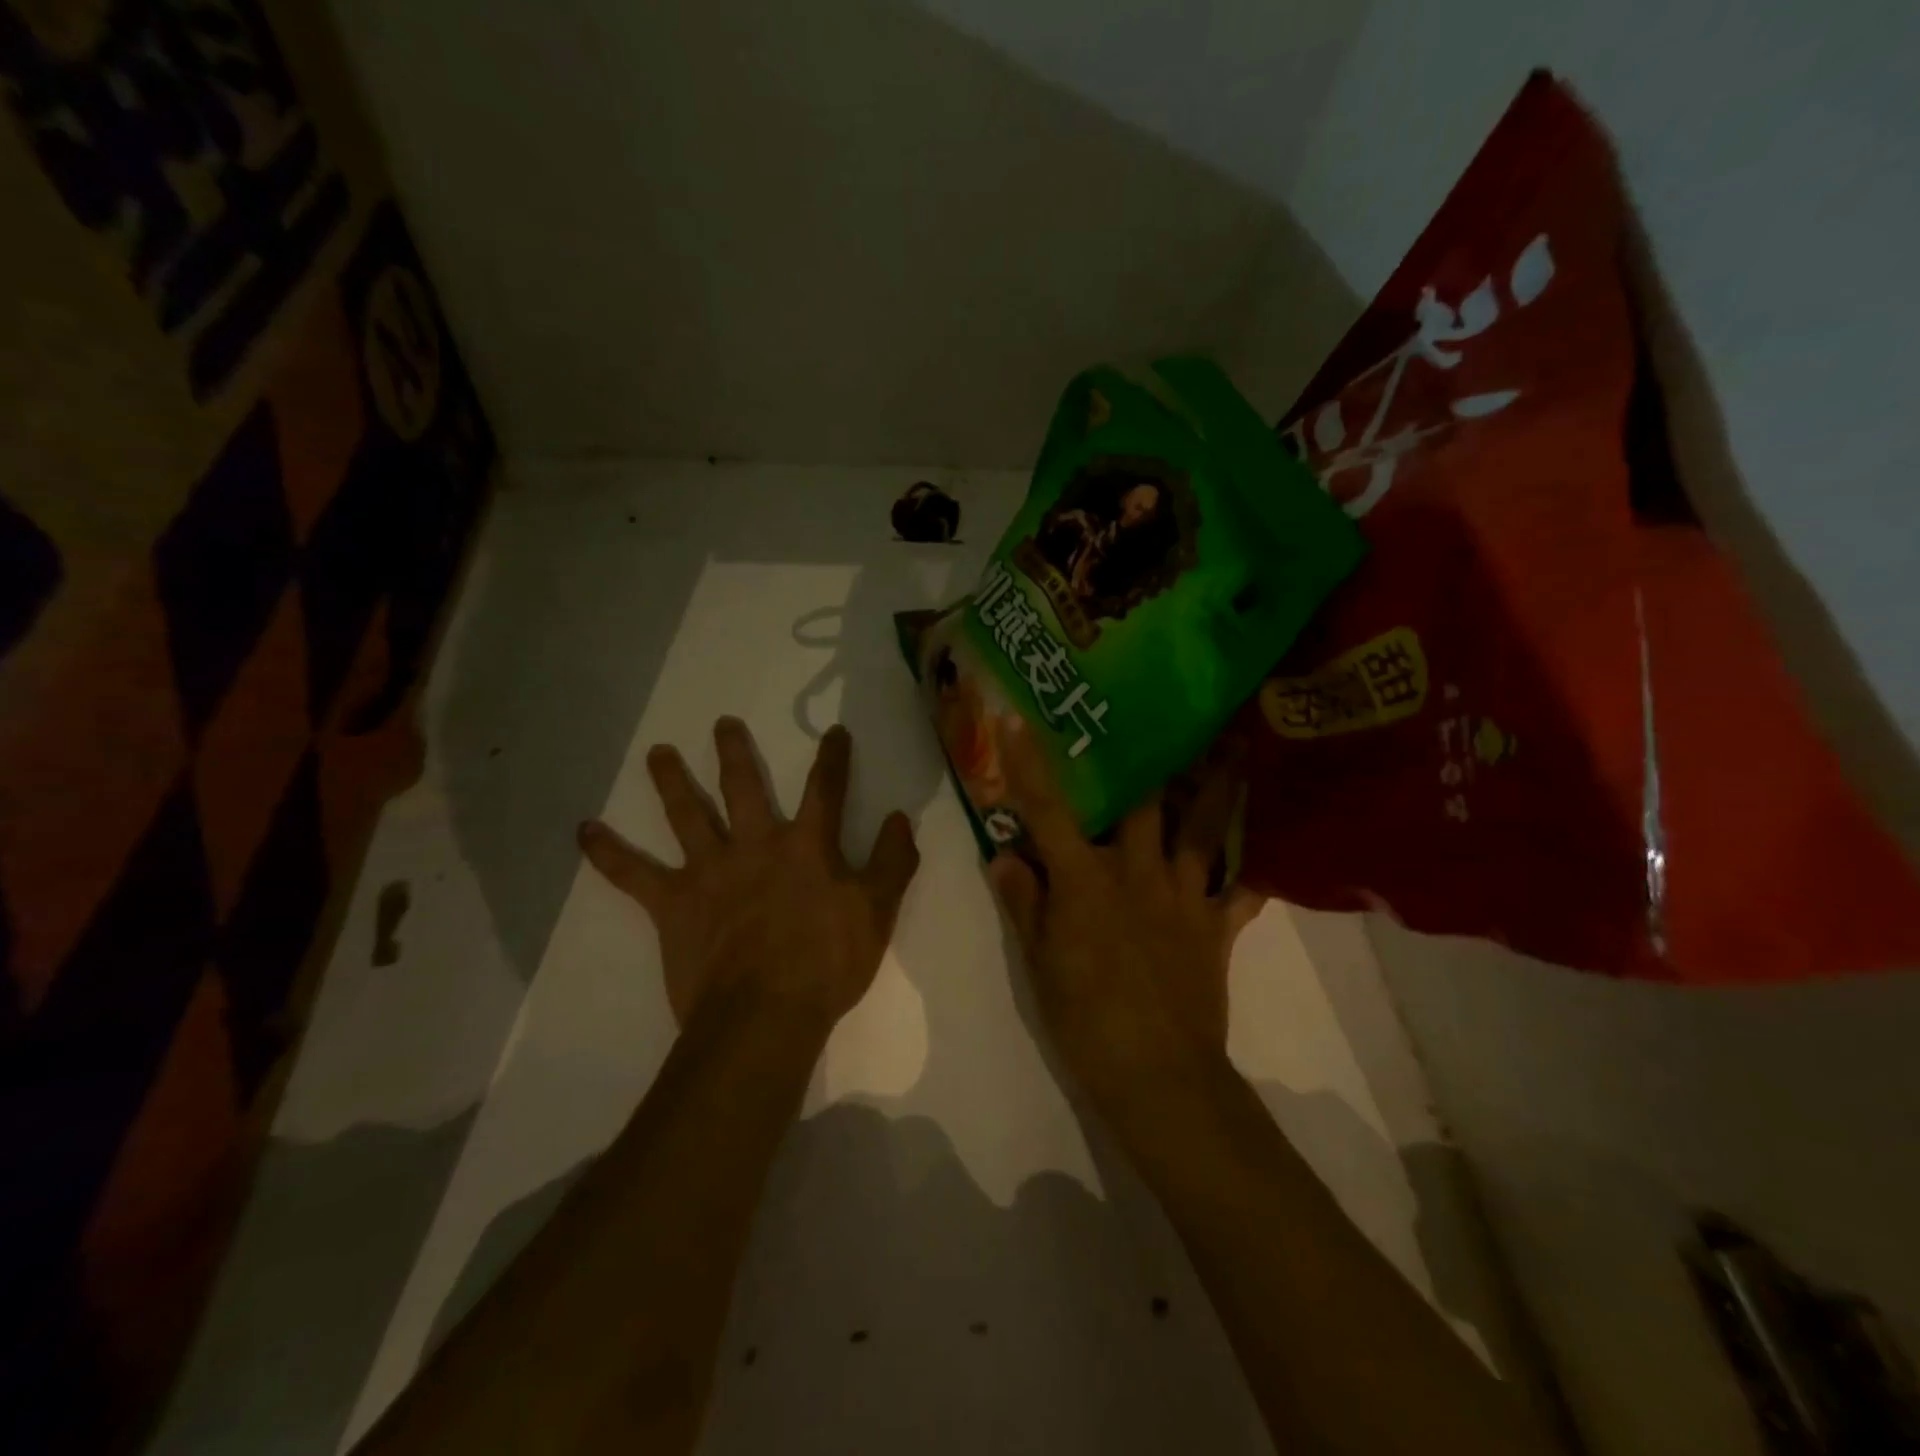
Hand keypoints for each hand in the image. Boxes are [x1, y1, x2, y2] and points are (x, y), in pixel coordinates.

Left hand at [579, 717, 919, 1032]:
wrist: (765, 1014)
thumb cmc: (827, 964)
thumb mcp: (877, 913)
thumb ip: (892, 861)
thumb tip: (901, 818)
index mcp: (806, 846)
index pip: (825, 789)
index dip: (833, 758)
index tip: (834, 732)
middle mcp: (755, 845)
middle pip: (743, 787)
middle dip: (735, 753)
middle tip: (722, 723)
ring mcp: (709, 871)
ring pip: (687, 815)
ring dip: (671, 782)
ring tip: (658, 753)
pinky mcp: (672, 903)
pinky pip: (632, 874)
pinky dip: (607, 852)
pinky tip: (583, 831)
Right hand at [987, 717, 1261, 1114]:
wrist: (1158, 1075)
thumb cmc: (1085, 1018)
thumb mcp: (1039, 963)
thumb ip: (1024, 903)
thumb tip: (1005, 854)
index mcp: (1086, 880)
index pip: (1051, 812)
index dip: (1032, 766)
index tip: (1020, 720)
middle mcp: (1138, 873)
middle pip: (1145, 804)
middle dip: (1148, 758)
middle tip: (1159, 716)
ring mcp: (1184, 897)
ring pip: (1204, 830)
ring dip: (1218, 788)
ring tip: (1235, 748)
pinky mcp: (1216, 927)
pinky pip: (1241, 893)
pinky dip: (1251, 875)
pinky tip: (1265, 856)